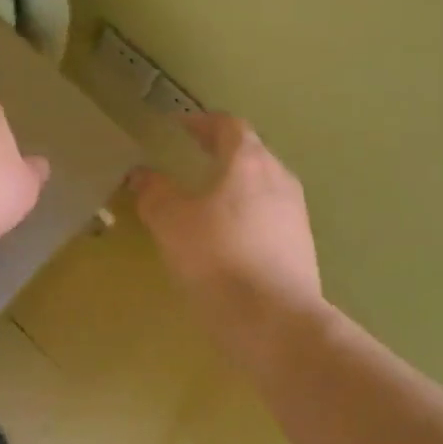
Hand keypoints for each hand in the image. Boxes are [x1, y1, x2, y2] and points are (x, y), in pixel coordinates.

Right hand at [132, 114, 322, 331]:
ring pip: (263, 185)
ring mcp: (296, 214)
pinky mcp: (301, 246)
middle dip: (222, 151)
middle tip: (194, 156)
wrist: (275, 322)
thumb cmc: (217, 258)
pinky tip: (228, 237)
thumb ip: (154, 192)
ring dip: (236, 184)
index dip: (203, 122)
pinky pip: (270, 216)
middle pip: (251, 153)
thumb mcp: (170, 222)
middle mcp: (279, 179)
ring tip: (209, 198)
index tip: (182, 126)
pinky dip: (247, 213)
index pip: (229, 126)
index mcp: (248, 162)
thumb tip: (141, 174)